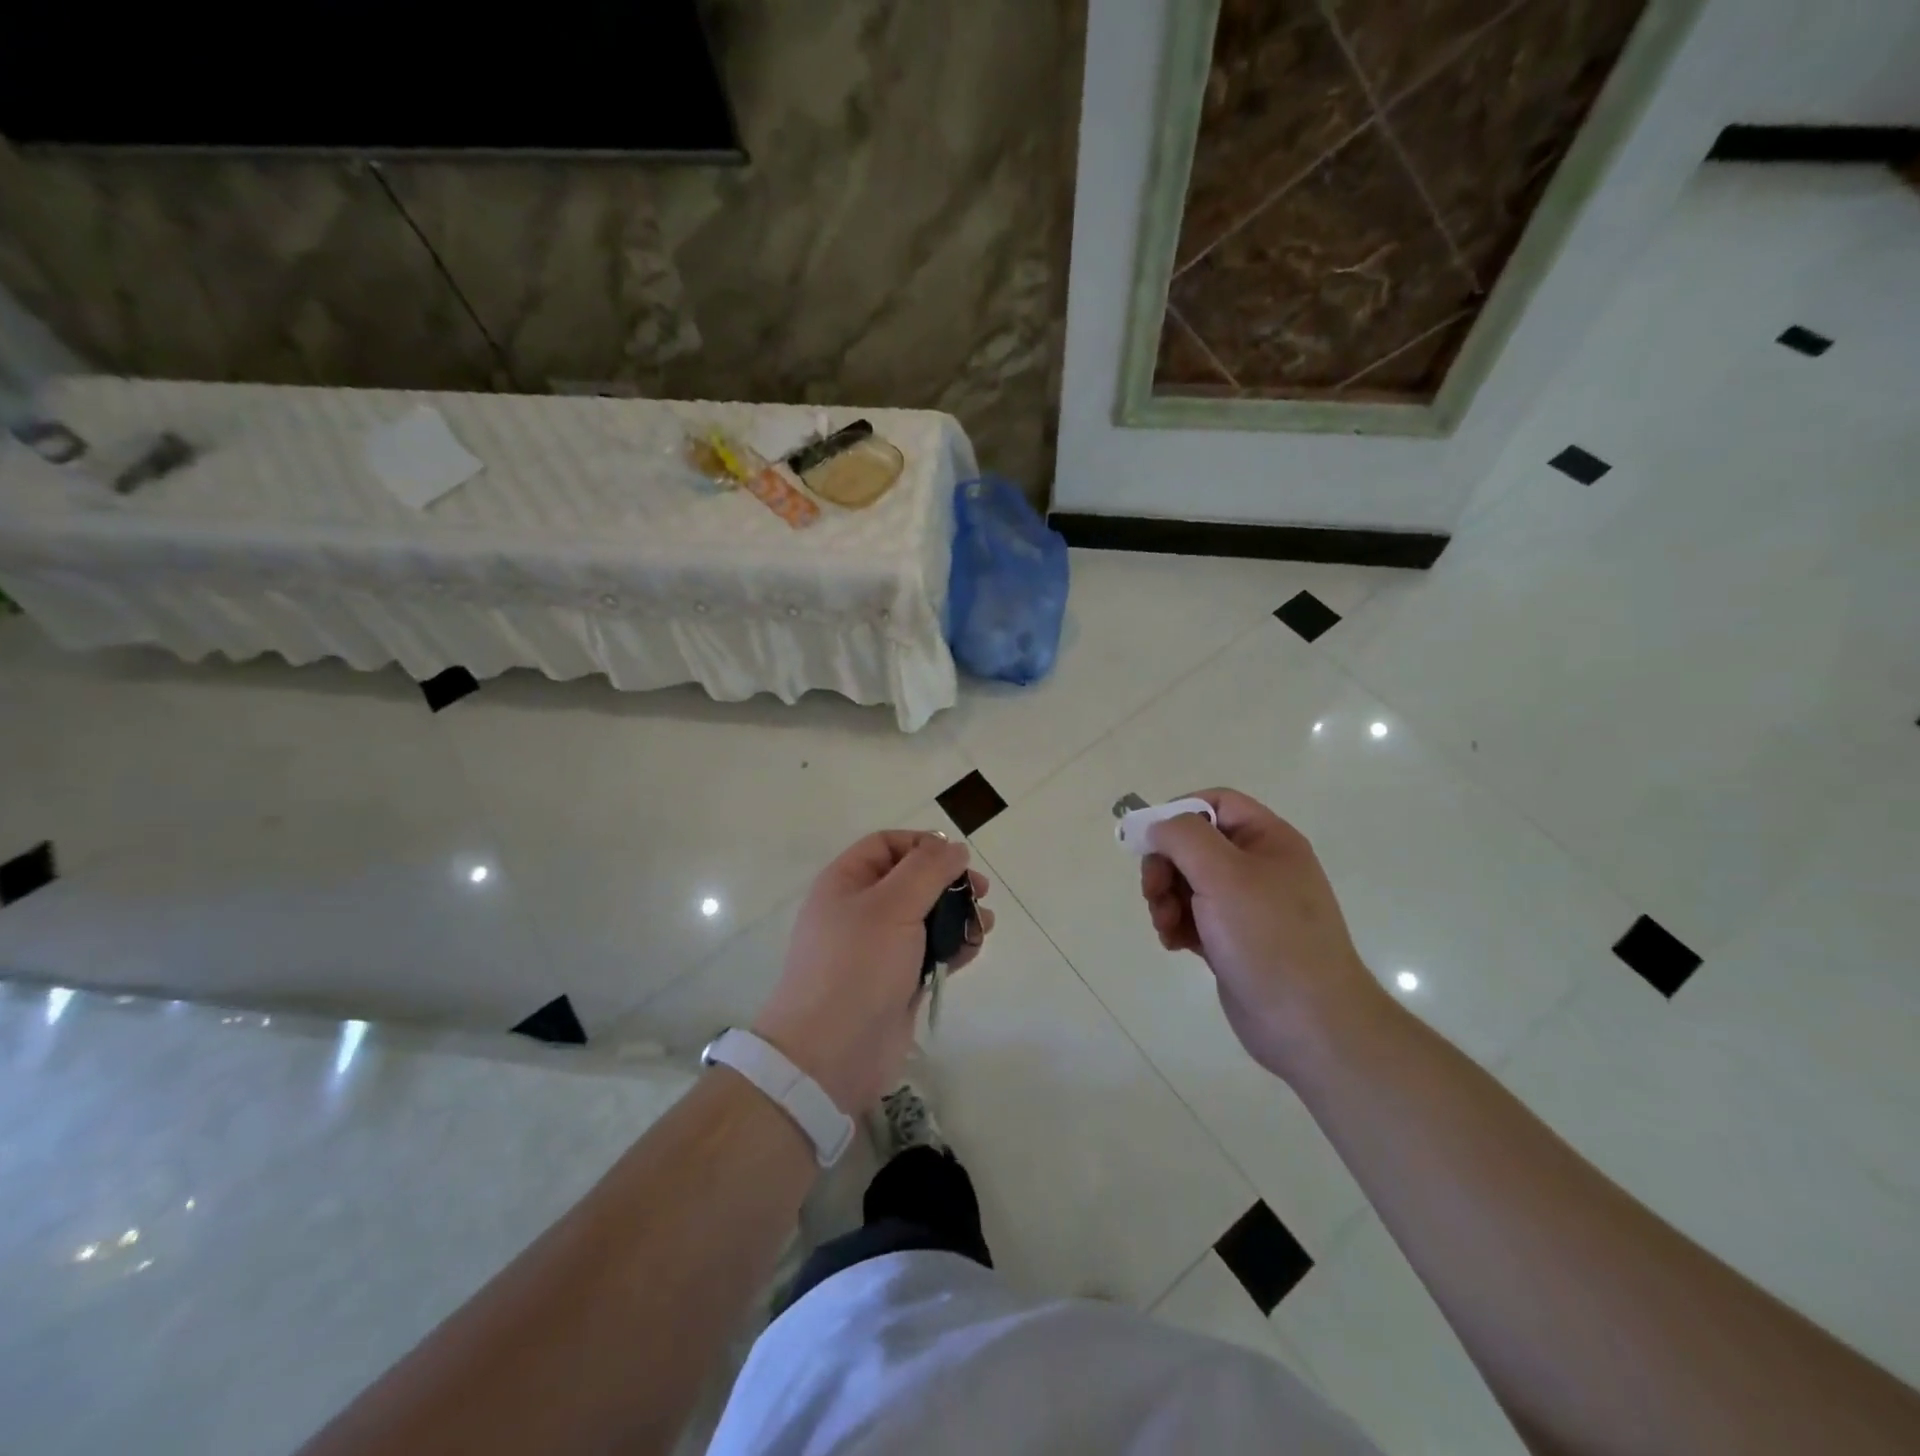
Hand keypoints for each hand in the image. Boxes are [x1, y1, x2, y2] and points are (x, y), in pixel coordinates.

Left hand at [754, 830, 993, 1114]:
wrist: (831, 1054)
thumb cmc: (857, 967)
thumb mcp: (892, 905)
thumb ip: (928, 869)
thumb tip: (954, 847)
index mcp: (846, 882)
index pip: (887, 844)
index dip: (923, 845)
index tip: (957, 860)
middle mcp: (860, 909)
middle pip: (912, 879)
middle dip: (948, 881)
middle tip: (980, 892)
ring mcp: (879, 948)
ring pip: (926, 916)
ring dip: (957, 914)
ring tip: (983, 924)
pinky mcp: (897, 980)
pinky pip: (930, 951)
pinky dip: (953, 946)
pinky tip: (972, 949)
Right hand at [1140, 789, 1382, 1080]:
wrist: (1308, 1024)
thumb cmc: (1268, 938)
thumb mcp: (1223, 874)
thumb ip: (1183, 837)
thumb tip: (1157, 828)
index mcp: (1268, 840)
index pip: (1216, 803)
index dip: (1179, 813)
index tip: (1150, 840)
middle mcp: (1259, 867)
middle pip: (1194, 846)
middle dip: (1165, 866)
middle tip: (1153, 892)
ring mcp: (1247, 906)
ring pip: (1188, 883)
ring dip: (1166, 898)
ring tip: (1164, 925)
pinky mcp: (1233, 940)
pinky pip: (1193, 917)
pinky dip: (1176, 924)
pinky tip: (1174, 943)